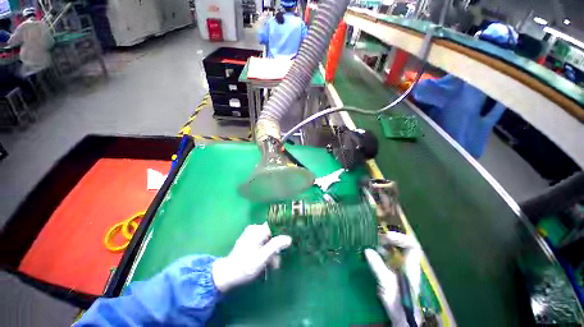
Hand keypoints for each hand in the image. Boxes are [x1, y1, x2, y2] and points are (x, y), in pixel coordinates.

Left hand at [212, 223, 291, 291]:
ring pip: (268, 240)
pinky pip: (262, 242)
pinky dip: (265, 251)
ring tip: (270, 266)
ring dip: (271, 252)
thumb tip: (289, 238)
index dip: (280, 240)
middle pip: (272, 235)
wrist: (226, 275)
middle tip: (274, 264)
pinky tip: (264, 262)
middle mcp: (255, 228)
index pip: (275, 229)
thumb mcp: (262, 257)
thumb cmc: (245, 267)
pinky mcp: (249, 239)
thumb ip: (275, 246)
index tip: (281, 253)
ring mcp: (251, 234)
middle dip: (275, 249)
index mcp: (258, 230)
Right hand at [365, 232, 421, 326]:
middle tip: (376, 238)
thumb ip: (378, 266)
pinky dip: (378, 252)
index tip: (386, 237)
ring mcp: (399, 267)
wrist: (399, 316)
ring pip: (393, 250)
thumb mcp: (387, 282)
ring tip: (371, 243)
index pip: (412, 245)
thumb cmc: (397, 300)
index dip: (400, 238)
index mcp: (410, 265)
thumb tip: (367, 250)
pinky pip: (385, 256)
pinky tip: (370, 253)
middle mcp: (406, 263)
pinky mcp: (391, 271)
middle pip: (401, 245)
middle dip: (389, 239)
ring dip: (382, 245)